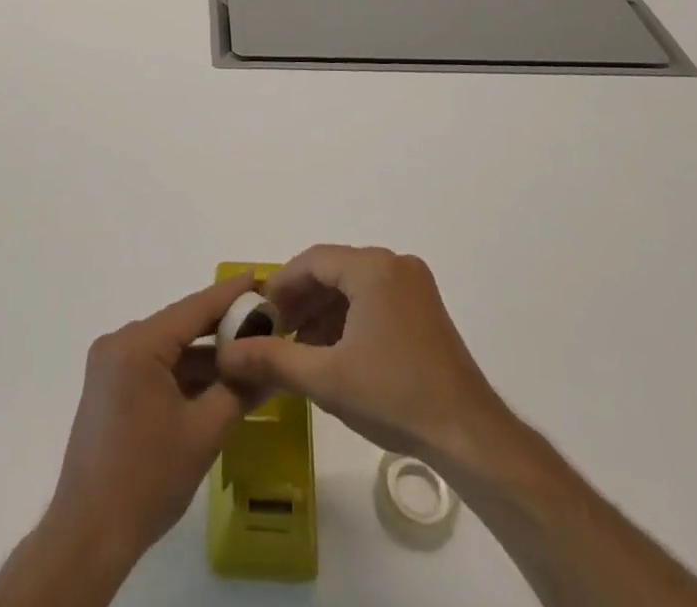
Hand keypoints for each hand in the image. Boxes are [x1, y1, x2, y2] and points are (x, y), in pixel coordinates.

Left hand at [43, 273, 259, 571]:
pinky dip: (183, 371)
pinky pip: (154, 365)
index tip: (260, 277)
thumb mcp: (204, 432)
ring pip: (168, 347)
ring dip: (204, 353)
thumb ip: (239, 390)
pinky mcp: (109, 387)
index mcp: (137, 345)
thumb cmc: (148, 479)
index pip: (194, 308)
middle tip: (263, 320)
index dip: (230, 294)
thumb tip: (272, 365)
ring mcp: (110, 365)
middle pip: (180, 325)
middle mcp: (119, 343)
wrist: (89, 536)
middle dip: (221, 326)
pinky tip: (215, 380)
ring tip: (248, 352)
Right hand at [217, 245, 507, 469]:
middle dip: (301, 300)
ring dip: (324, 311)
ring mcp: (414, 285)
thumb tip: (227, 353)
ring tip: (299, 348)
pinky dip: (349, 318)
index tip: (259, 315)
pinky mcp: (424, 309)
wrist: (469, 435)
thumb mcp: (326, 379)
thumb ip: (273, 360)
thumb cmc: (394, 396)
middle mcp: (394, 265)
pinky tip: (335, 352)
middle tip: (275, 333)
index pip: (313, 261)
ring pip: (354, 286)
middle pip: (334, 270)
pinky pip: (375, 299)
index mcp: (373, 268)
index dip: (281, 285)